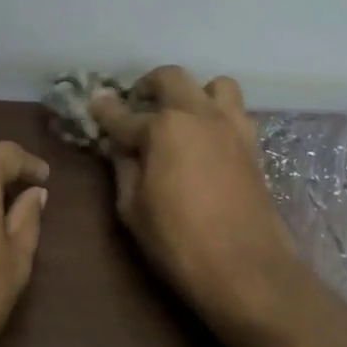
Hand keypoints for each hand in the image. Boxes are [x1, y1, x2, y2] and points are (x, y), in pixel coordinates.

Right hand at [91, 67, 299, 326]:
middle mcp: (199, 115)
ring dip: (194, 92)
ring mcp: (231, 126)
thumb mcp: (132, 208)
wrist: (246, 267)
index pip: (123, 114)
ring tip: (181, 117)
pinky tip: (206, 140)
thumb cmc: (177, 241)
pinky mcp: (252, 145)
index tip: (94, 103)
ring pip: (215, 85)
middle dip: (148, 85)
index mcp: (163, 128)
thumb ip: (124, 167)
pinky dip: (217, 115)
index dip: (104, 110)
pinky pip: (235, 112)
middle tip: (137, 106)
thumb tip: (120, 145)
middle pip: (171, 78)